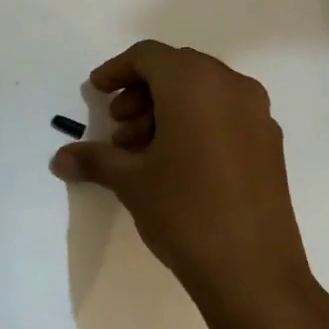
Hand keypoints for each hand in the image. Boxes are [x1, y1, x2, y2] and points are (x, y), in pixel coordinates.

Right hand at [52, 41, 311, 310]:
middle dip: (141, 91)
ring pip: (203, 92)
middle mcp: (230, 87)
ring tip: (140, 149)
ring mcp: (257, 115)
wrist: (253, 272)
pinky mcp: (269, 144)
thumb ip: (94, 159)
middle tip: (117, 123)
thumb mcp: (130, 181)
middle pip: (177, 69)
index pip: (149, 56)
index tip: (96, 91)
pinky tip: (175, 162)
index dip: (117, 70)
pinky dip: (195, 123)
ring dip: (166, 109)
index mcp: (194, 84)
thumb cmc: (184, 211)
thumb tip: (59, 159)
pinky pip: (225, 114)